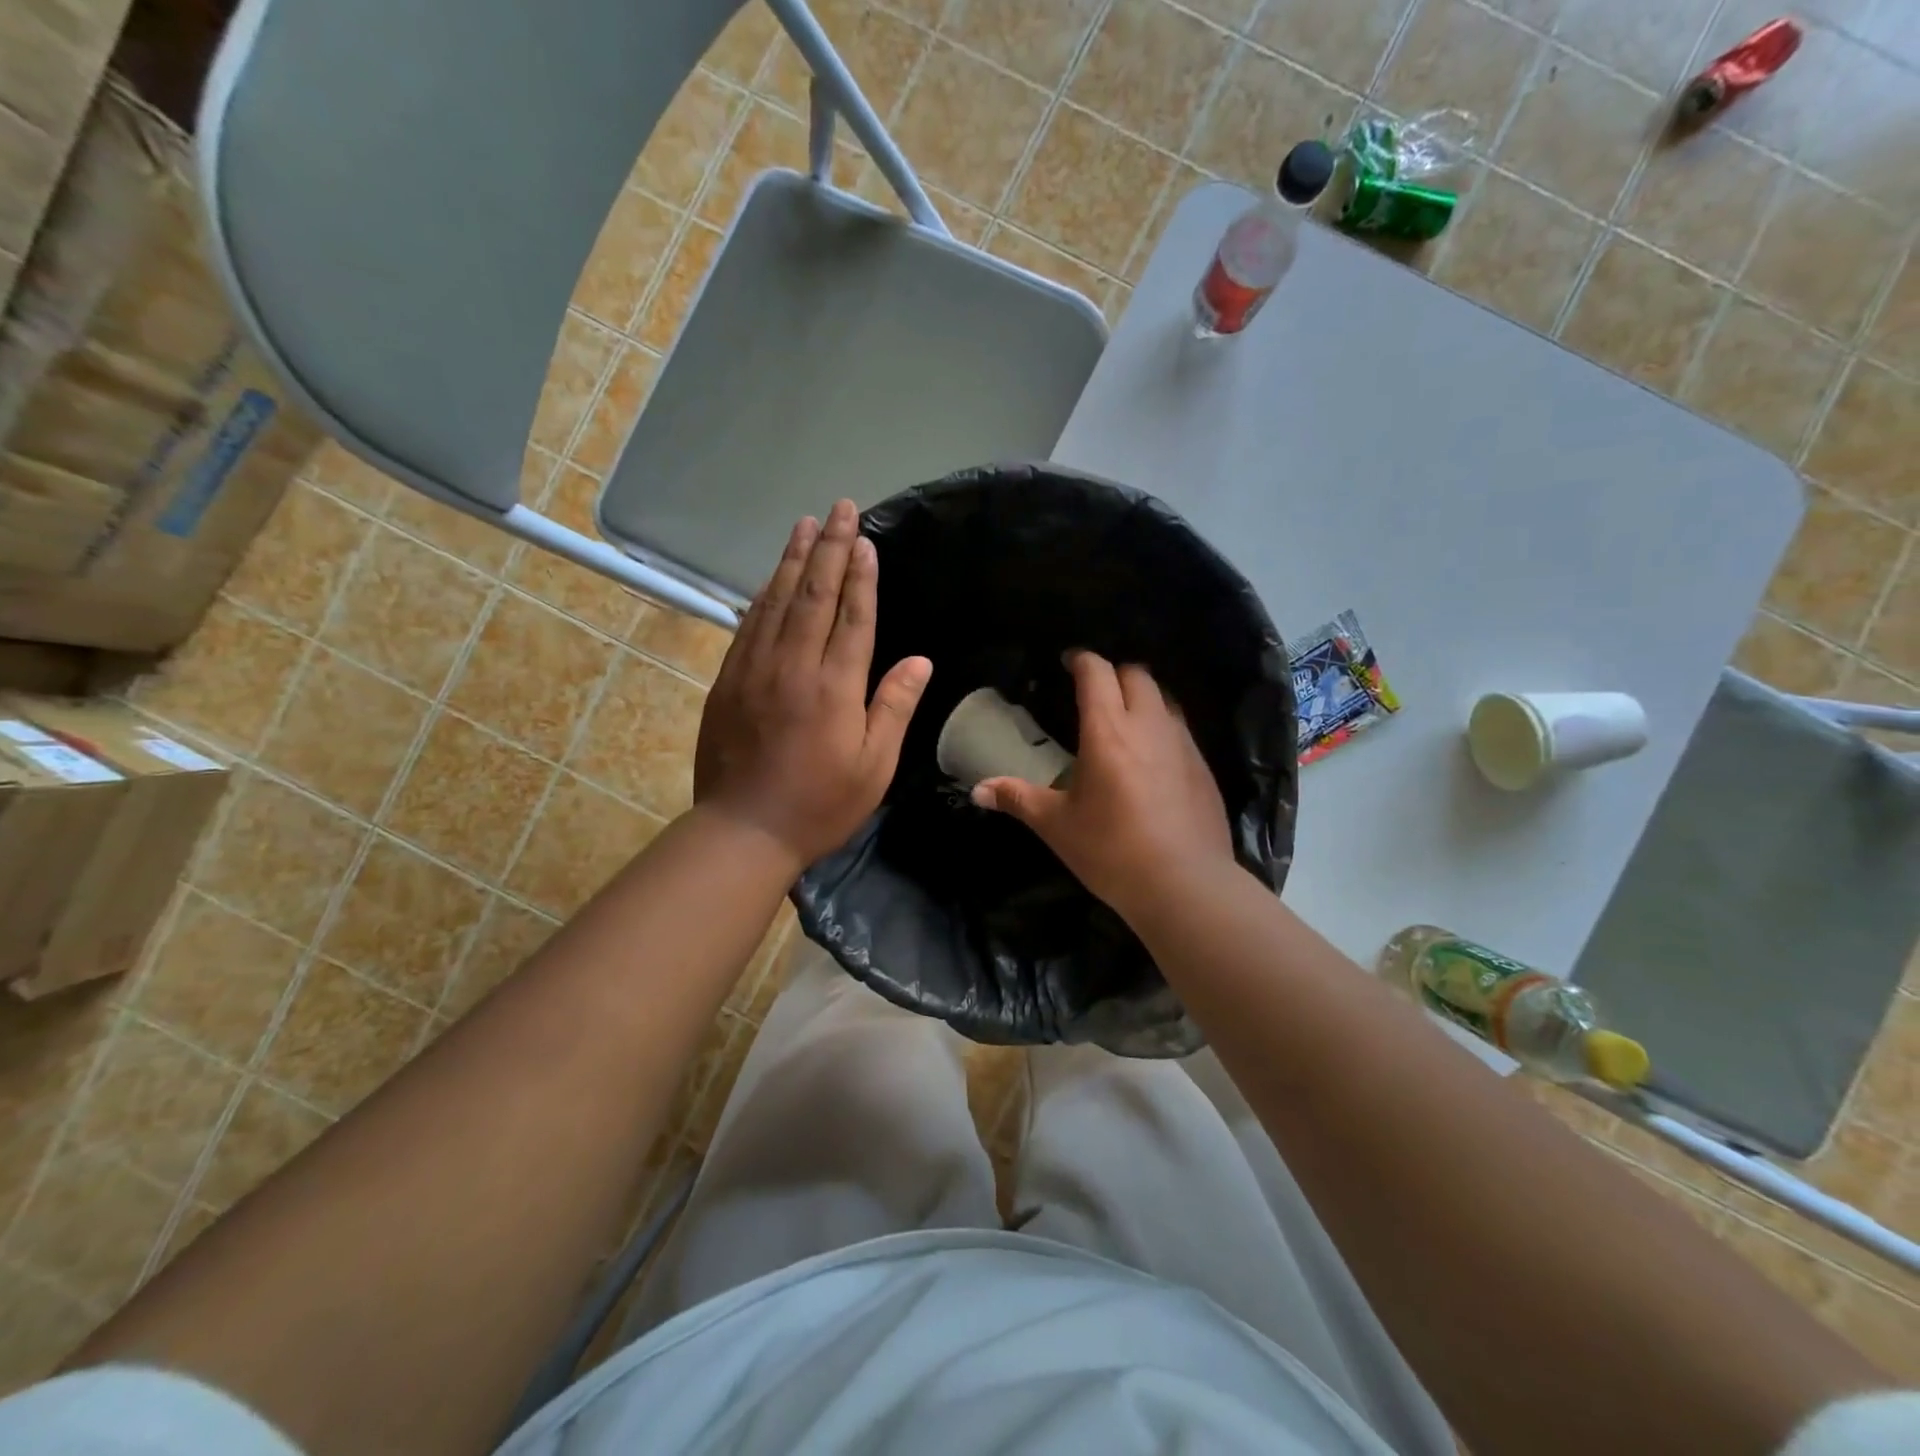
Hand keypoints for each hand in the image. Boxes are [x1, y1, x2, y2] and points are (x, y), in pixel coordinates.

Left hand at [695, 500, 931, 871]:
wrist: (743, 830)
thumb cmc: (820, 804)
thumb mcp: (873, 766)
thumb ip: (894, 707)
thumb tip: (919, 660)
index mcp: (834, 687)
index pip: (852, 616)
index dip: (860, 575)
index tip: (864, 538)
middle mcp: (792, 666)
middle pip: (813, 594)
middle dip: (827, 547)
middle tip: (838, 508)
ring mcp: (754, 670)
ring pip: (775, 601)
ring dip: (792, 559)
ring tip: (804, 524)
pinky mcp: (728, 681)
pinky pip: (748, 624)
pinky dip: (763, 595)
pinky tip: (771, 578)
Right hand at [974, 651, 1233, 919]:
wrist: (1184, 884)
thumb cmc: (1111, 850)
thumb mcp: (1057, 825)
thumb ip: (1017, 799)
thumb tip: (978, 791)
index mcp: (1108, 730)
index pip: (1097, 672)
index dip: (1081, 660)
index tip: (1068, 662)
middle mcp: (1149, 725)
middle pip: (1136, 674)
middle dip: (1114, 673)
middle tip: (1094, 692)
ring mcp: (1183, 743)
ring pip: (1164, 698)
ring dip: (1142, 696)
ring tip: (1124, 718)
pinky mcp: (1204, 766)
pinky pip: (1181, 728)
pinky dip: (1163, 725)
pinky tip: (1152, 756)